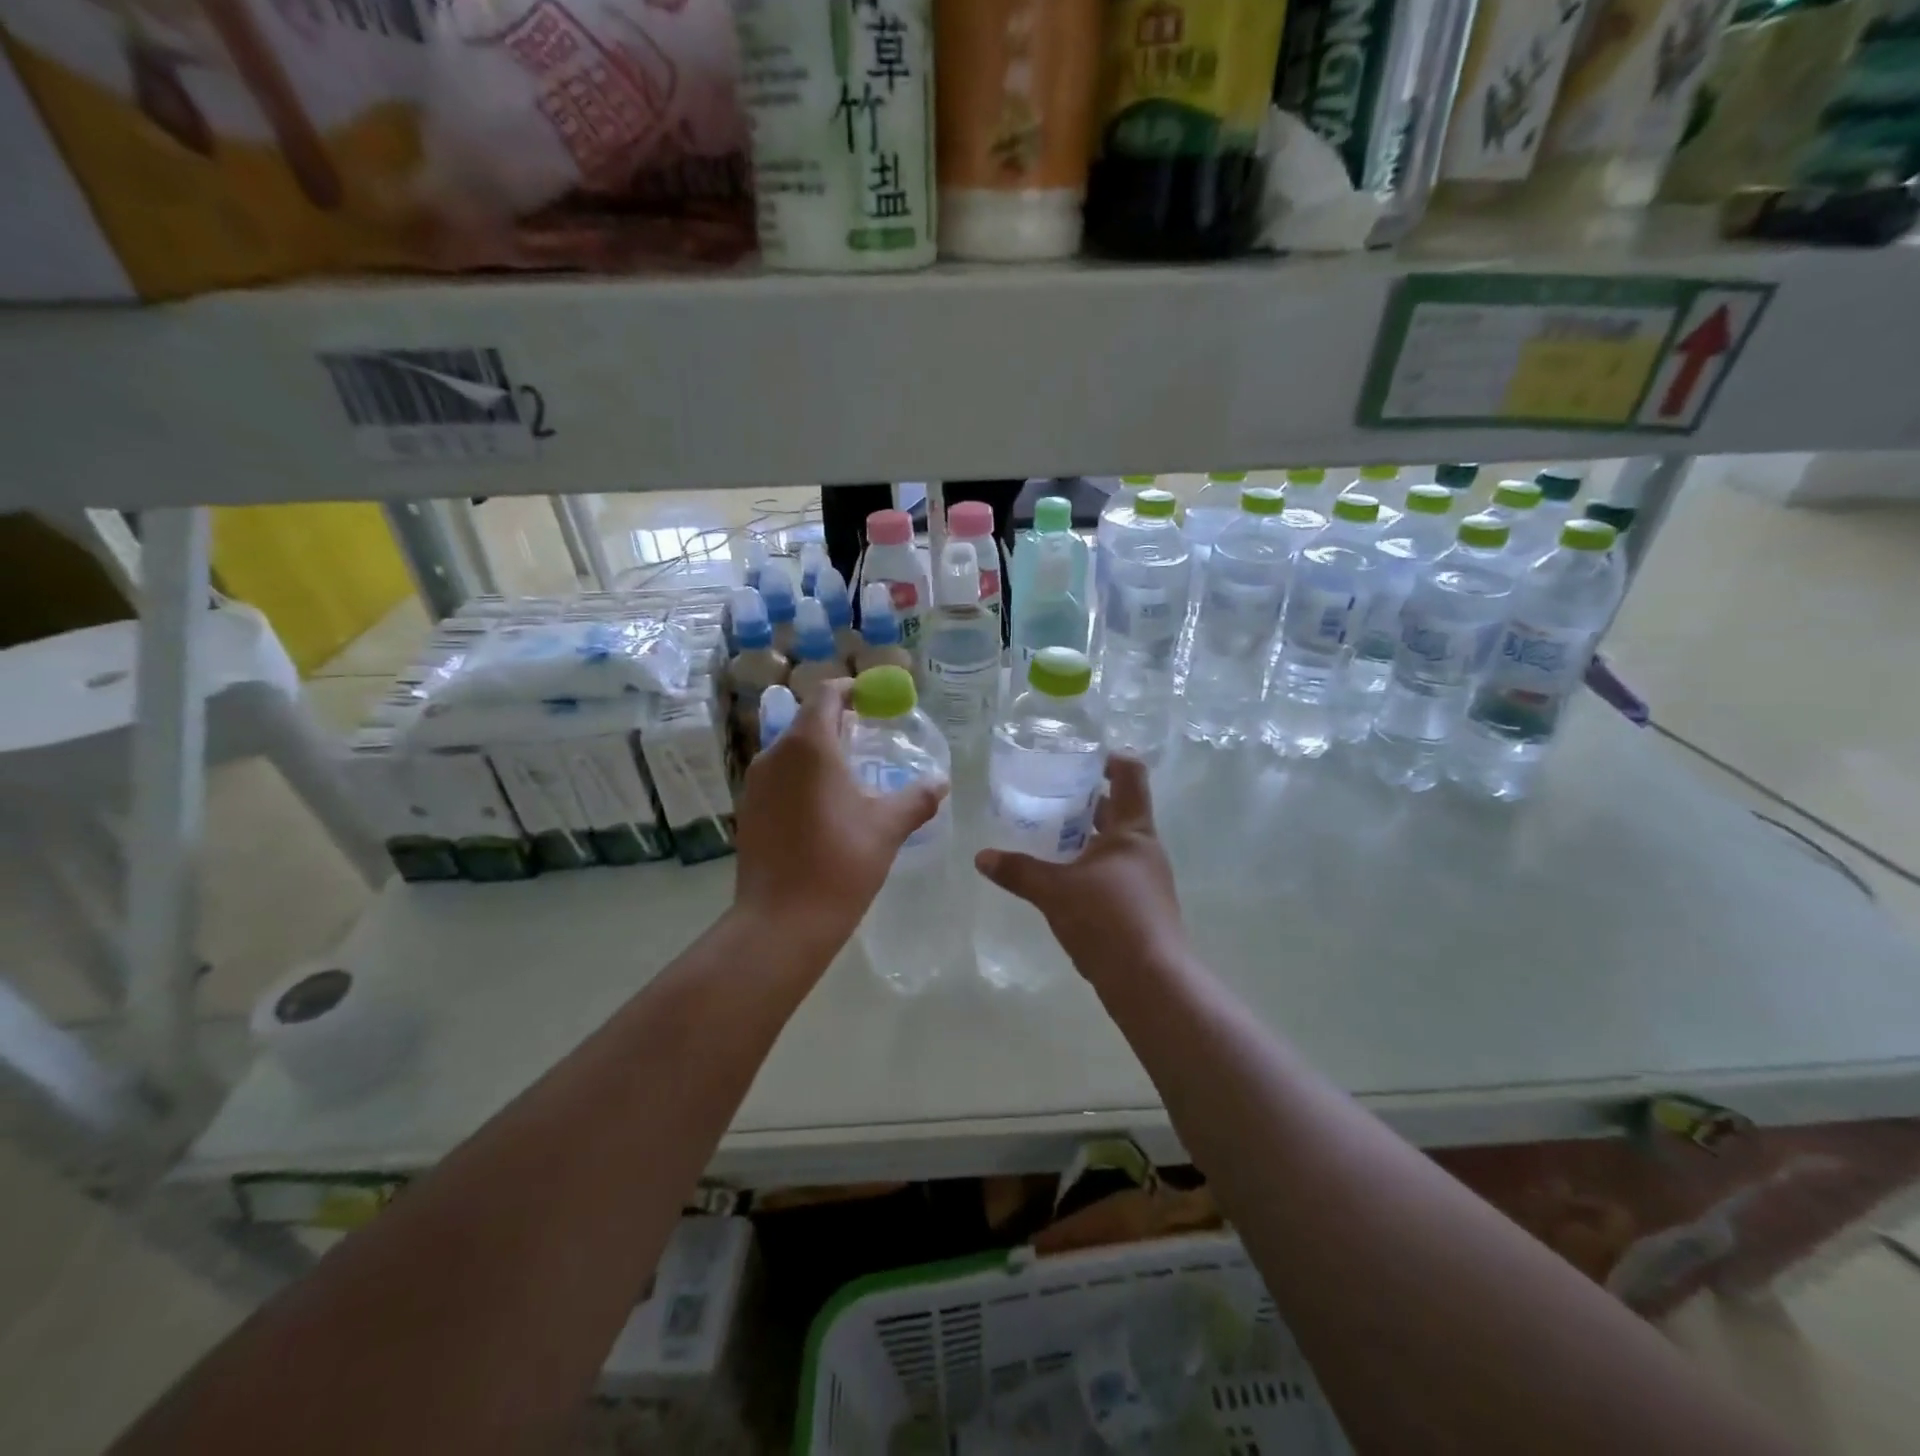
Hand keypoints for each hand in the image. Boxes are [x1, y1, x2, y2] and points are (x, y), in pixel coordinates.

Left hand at [732, 678, 946, 956]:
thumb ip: (917, 797)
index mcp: (809, 746)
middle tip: (871, 739)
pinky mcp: (748, 811)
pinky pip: (779, 778)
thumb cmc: (840, 863)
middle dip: (839, 723)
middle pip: (807, 721)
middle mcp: (774, 755)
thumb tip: (940, 781)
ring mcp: (755, 784)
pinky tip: (825, 807)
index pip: (826, 695)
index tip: (875, 701)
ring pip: (790, 751)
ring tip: (852, 775)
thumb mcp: (888, 827)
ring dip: (820, 752)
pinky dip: (803, 778)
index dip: (852, 691)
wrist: (781, 923)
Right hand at [974, 756, 1187, 985]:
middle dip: (1088, 798)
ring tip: (1050, 831)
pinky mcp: (1142, 905)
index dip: (1110, 758)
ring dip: (1088, 832)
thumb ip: (1018, 871)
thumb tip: (981, 857)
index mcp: (1132, 830)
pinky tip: (1064, 875)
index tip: (1080, 756)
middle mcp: (1144, 848)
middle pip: (1120, 807)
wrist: (1150, 982)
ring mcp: (1147, 878)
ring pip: (1116, 841)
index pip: (1130, 774)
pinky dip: (1091, 862)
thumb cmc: (1107, 920)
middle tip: (1051, 792)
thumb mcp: (1055, 891)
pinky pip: (1115, 869)